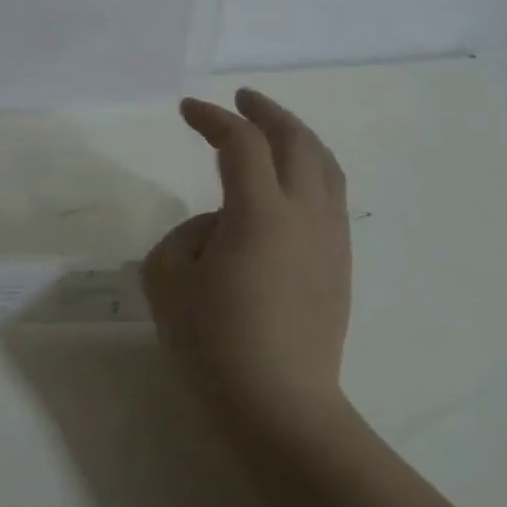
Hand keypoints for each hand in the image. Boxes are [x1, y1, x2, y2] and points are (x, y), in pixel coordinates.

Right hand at [142, 89, 352, 426]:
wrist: (280, 406)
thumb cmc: (214, 341)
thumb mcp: (167, 279)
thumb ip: (185, 236)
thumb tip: (217, 228)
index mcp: (260, 213)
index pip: (241, 144)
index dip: (213, 118)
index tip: (186, 110)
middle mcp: (305, 216)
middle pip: (298, 143)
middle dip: (268, 113)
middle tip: (242, 99)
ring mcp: (330, 242)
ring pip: (326, 169)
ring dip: (298, 139)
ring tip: (272, 132)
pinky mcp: (339, 268)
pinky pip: (330, 199)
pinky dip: (309, 172)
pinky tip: (287, 187)